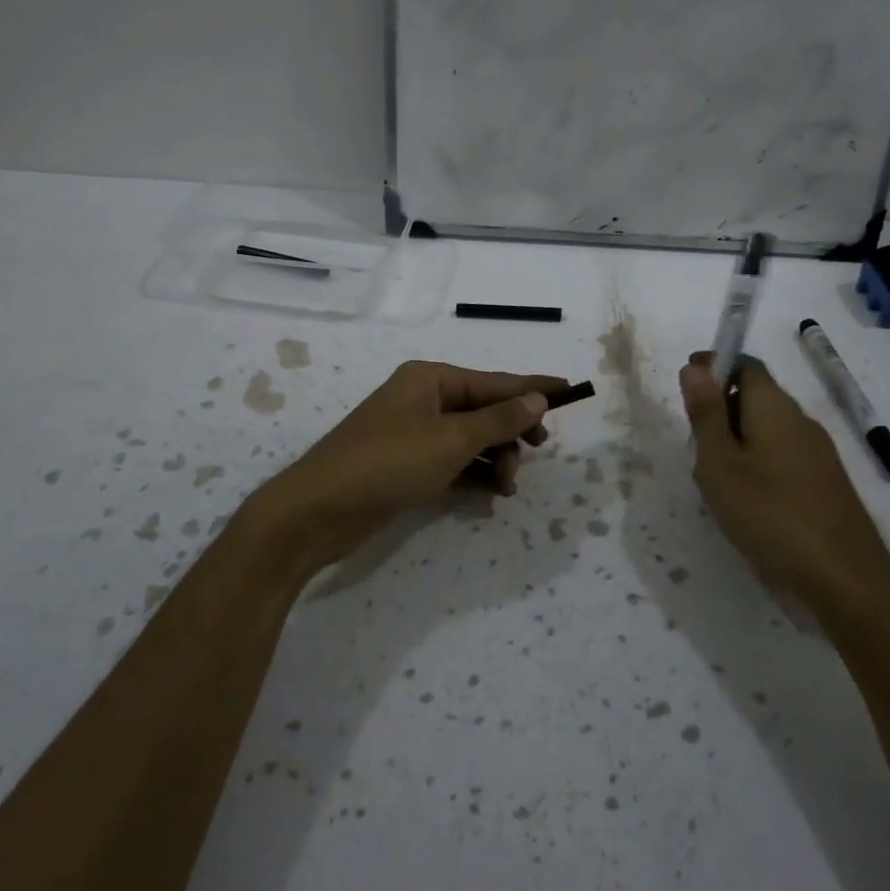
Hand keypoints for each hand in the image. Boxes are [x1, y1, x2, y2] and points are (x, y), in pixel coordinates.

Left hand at [247, 360, 566, 571]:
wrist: (318, 511)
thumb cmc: (388, 463)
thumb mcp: (451, 440)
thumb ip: (498, 421)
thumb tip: (536, 399)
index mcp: (431, 379)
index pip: (495, 381)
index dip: (534, 388)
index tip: (571, 390)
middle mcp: (423, 400)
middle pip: (484, 410)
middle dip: (513, 432)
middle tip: (537, 453)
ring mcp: (413, 434)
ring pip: (471, 439)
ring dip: (496, 459)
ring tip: (508, 487)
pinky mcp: (406, 466)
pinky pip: (453, 462)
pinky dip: (475, 474)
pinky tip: (493, 493)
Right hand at [679, 353, 889, 614]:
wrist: (845, 577)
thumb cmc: (769, 514)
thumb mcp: (720, 464)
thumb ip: (706, 414)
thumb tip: (695, 366)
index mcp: (774, 407)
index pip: (744, 364)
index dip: (714, 366)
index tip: (686, 385)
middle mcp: (800, 419)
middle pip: (757, 394)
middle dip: (721, 406)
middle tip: (693, 441)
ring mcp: (818, 451)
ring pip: (769, 426)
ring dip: (738, 436)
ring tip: (714, 474)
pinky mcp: (825, 480)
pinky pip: (783, 452)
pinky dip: (758, 459)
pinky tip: (747, 496)